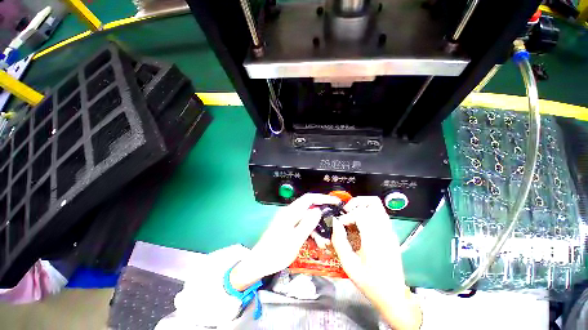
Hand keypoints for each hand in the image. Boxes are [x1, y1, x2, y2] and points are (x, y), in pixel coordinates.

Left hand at [230, 193, 339, 290]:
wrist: (259, 263)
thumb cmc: (276, 253)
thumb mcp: (295, 240)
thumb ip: (307, 224)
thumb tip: (318, 210)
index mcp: (290, 213)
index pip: (309, 198)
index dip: (323, 198)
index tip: (335, 202)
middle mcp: (289, 213)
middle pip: (309, 207)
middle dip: (321, 213)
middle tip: (333, 221)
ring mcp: (288, 219)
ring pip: (307, 217)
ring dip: (316, 226)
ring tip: (324, 240)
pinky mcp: (288, 226)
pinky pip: (302, 224)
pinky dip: (310, 230)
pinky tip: (316, 241)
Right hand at [331, 196, 421, 329]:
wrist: (393, 296)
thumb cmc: (370, 283)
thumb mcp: (349, 265)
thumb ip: (339, 242)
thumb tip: (335, 223)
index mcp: (375, 240)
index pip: (361, 213)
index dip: (348, 215)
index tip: (340, 224)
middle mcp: (385, 232)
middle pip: (373, 203)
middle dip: (356, 203)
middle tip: (346, 212)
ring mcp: (390, 232)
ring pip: (378, 206)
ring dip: (362, 205)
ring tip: (352, 214)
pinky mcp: (391, 234)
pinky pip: (380, 214)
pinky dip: (367, 212)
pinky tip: (360, 223)